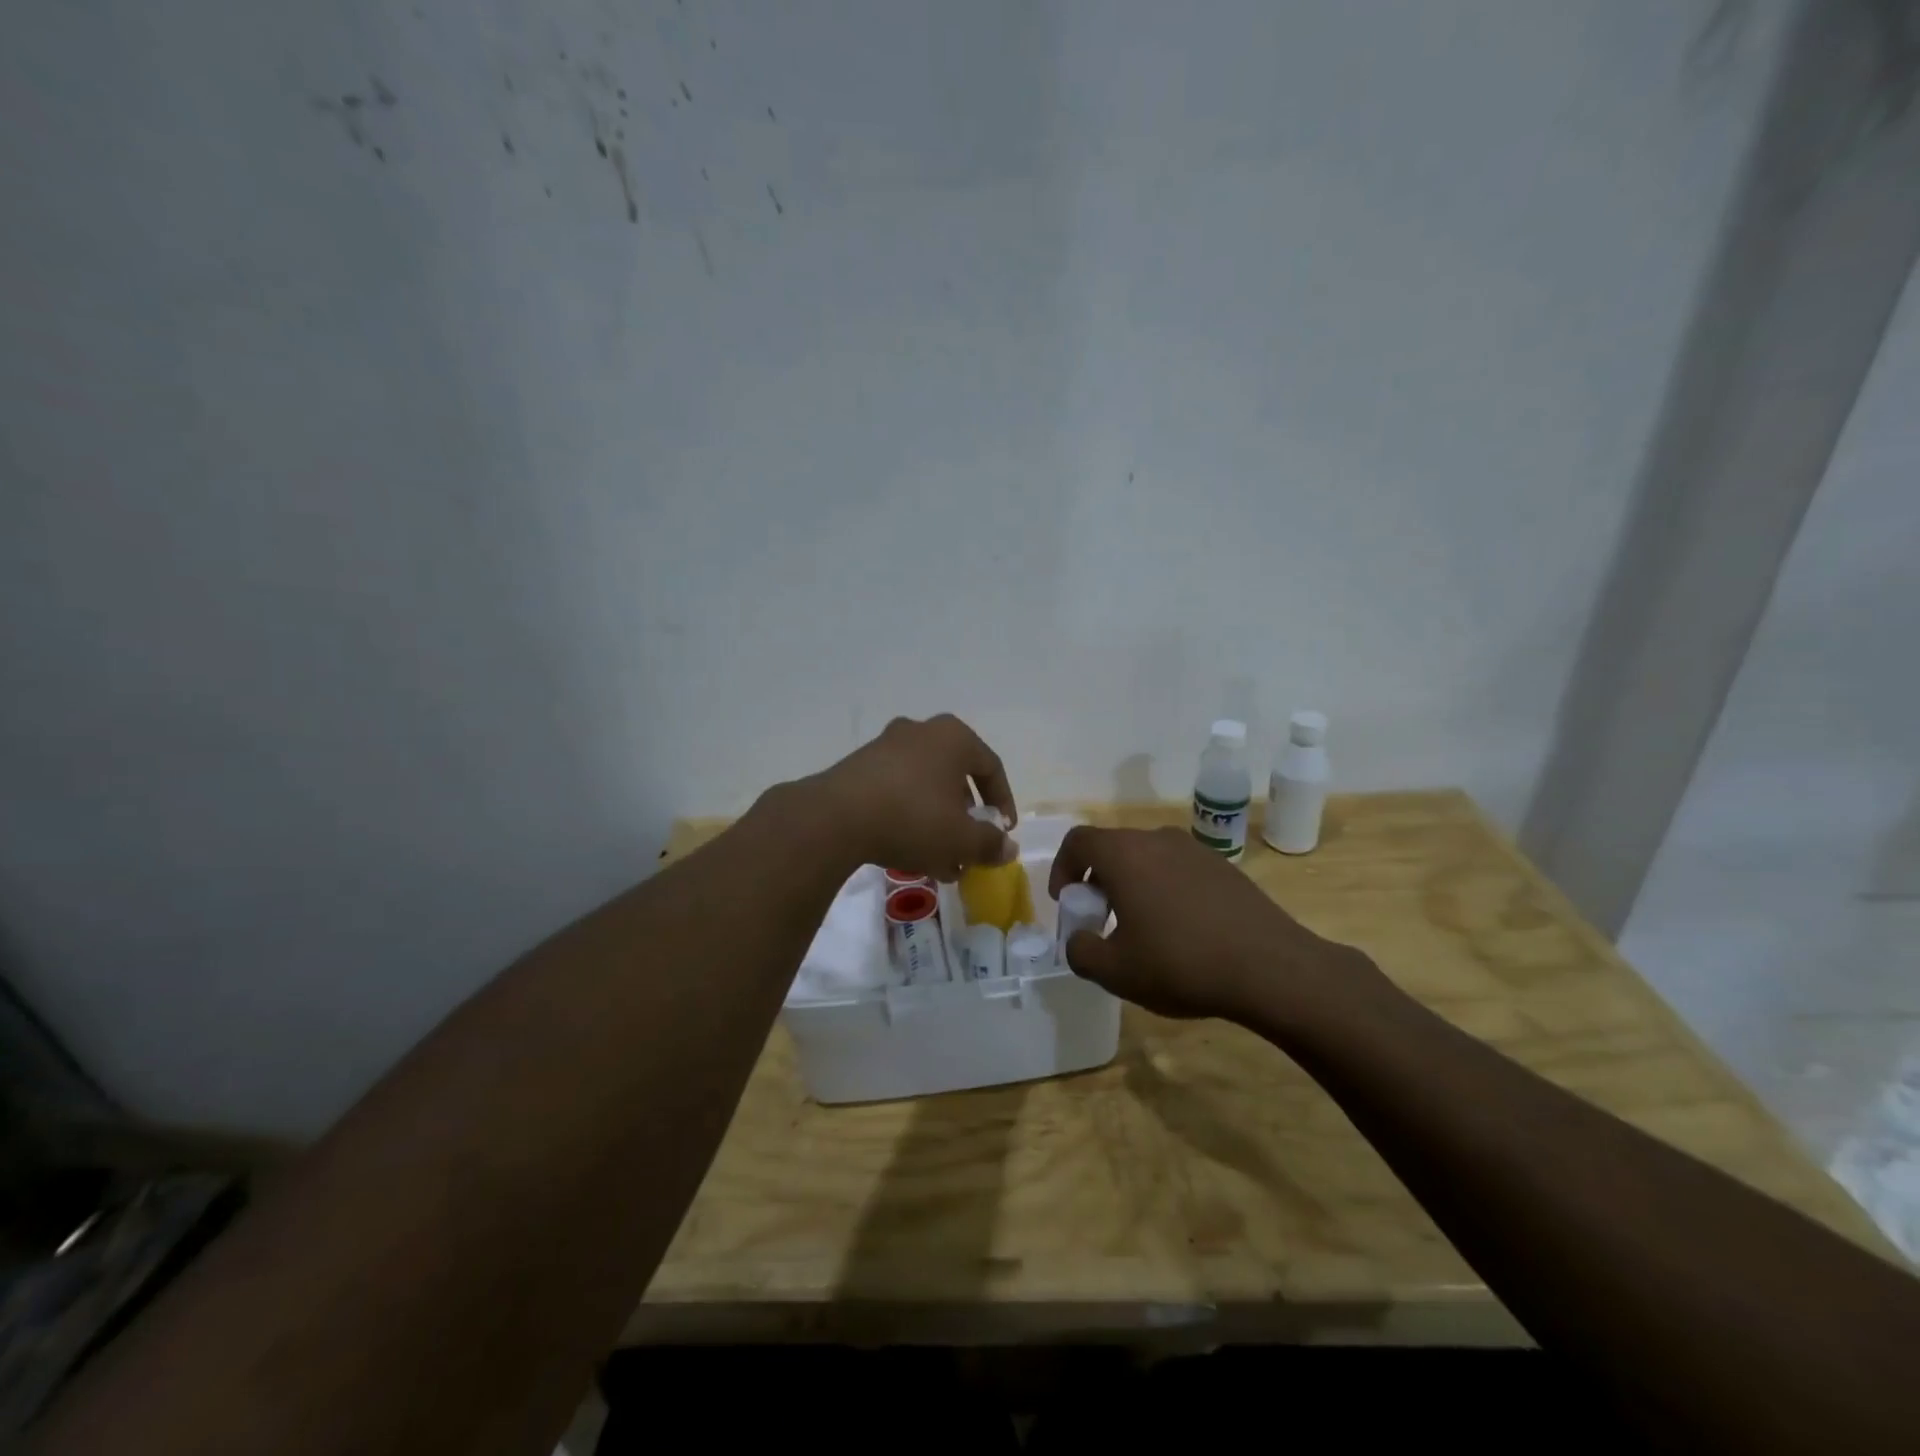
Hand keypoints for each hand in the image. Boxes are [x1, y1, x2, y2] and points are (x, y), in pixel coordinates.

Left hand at [801, 714, 1017, 879]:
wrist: (835, 818)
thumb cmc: (913, 818)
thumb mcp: (961, 839)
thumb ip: (990, 844)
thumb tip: (1008, 848)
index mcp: (953, 737)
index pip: (991, 767)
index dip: (1003, 802)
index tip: (1003, 832)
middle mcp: (921, 732)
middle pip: (955, 776)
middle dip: (965, 816)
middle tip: (969, 846)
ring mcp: (886, 745)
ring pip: (925, 786)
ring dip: (937, 821)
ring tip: (940, 859)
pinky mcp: (859, 766)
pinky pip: (897, 790)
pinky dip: (909, 816)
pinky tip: (908, 850)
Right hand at [1047, 826, 1382, 1024]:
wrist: (1271, 968)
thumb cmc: (1181, 963)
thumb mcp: (1115, 971)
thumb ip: (1081, 952)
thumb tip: (1079, 940)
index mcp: (1124, 854)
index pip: (1078, 840)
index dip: (1063, 868)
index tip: (1069, 902)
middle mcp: (1157, 840)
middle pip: (1113, 847)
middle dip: (1097, 880)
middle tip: (1101, 919)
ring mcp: (1195, 850)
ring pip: (1147, 858)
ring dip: (1132, 884)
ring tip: (1142, 928)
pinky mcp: (1224, 868)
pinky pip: (1178, 869)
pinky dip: (1165, 889)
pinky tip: (1182, 931)